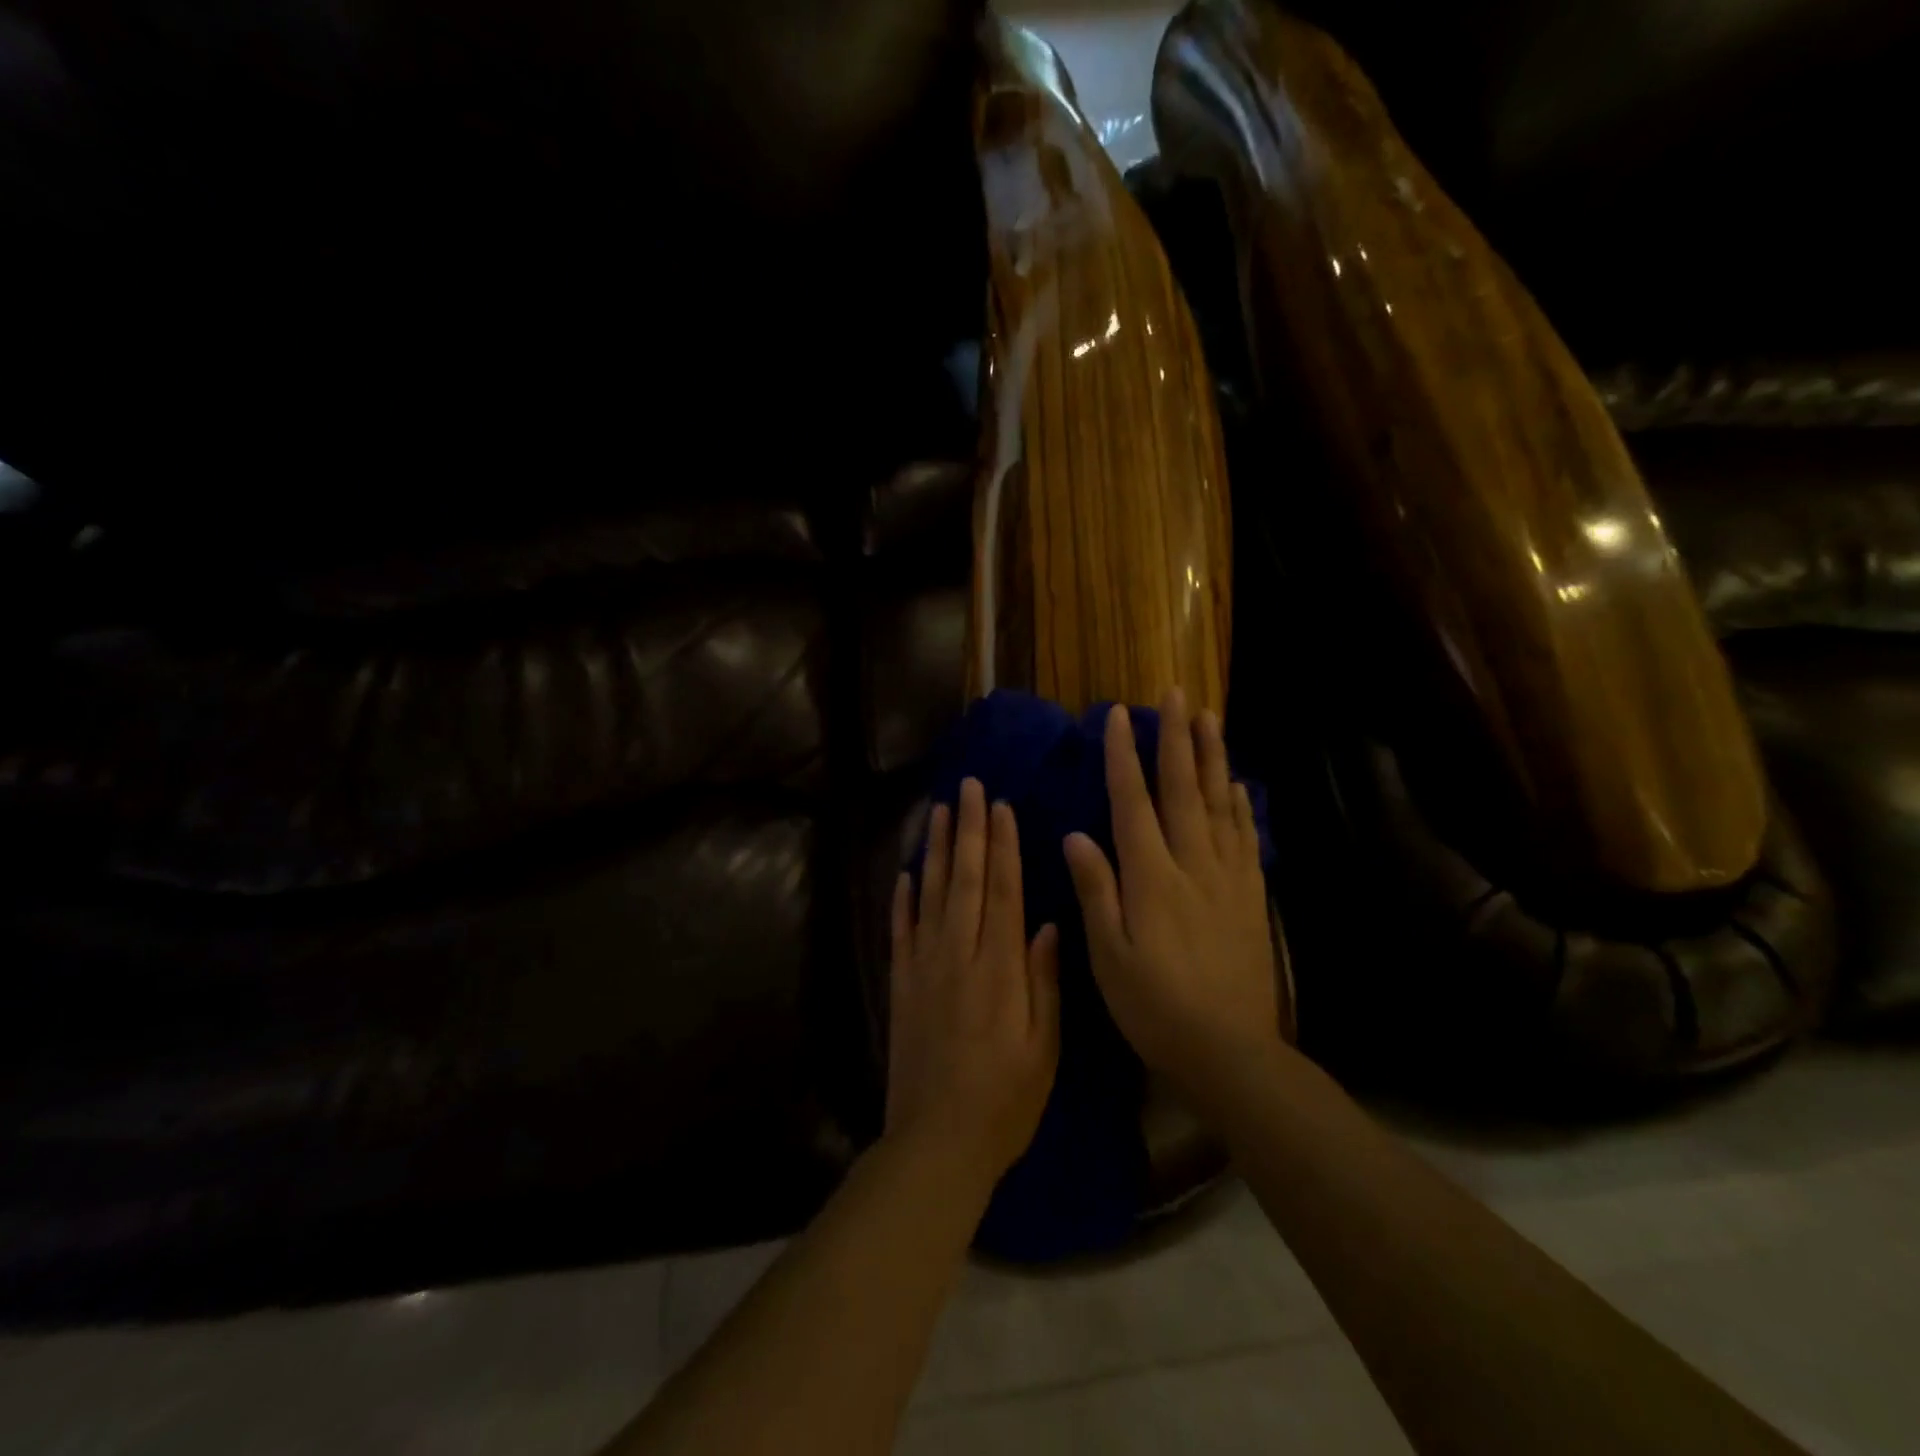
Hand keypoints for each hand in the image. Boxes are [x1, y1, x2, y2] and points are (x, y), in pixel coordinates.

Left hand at [887, 778, 1061, 1190]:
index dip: (1002, 847)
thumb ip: (1044, 982)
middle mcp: (959, 956)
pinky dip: (901, 899)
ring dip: (934, 850)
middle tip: (968, 788)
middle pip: (964, 881)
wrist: (937, 1142)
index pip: (1002, 892)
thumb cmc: (1005, 1101)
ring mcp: (924, 968)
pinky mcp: (900, 985)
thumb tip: (1049, 924)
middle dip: (968, 830)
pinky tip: (904, 872)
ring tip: (938, 812)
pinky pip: (900, 931)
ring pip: (930, 895)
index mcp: (1000, 969)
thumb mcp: (1044, 1048)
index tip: (1001, 808)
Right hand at [1063, 690, 1281, 1097]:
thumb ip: (1095, 890)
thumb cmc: (1155, 1006)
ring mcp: (1228, 877)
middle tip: (1177, 695)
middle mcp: (1192, 864)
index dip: (1124, 756)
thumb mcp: (1109, 955)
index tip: (1120, 716)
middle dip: (1177, 739)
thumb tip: (1076, 835)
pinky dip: (1241, 806)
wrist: (1229, 1050)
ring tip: (1210, 719)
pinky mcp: (1250, 896)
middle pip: (1183, 789)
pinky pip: (1246, 838)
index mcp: (1151, 877)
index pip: (1133, 802)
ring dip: (1212, 758)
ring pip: (1219, 804)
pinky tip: (1239, 786)